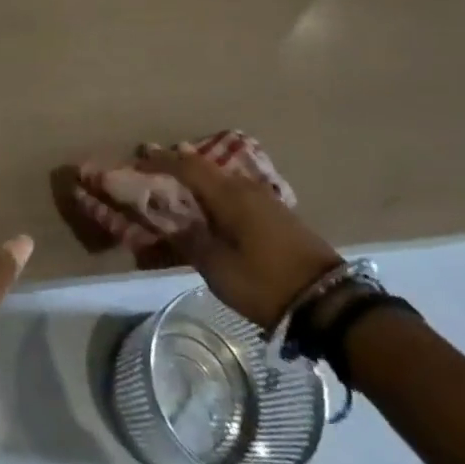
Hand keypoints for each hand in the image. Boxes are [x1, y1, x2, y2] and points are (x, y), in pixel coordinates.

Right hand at [136, 145, 341, 327]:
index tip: (135, 161)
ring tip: (172, 192)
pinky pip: (233, 195)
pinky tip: (206, 210)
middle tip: (149, 173)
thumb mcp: (218, 268)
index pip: (186, 165)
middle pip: (202, 168)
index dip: (158, 161)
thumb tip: (166, 218)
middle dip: (173, 169)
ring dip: (193, 183)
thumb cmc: (266, 283)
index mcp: (228, 194)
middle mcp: (244, 187)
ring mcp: (263, 199)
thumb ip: (188, 239)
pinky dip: (212, 197)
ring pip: (218, 181)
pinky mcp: (275, 215)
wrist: (329, 302)